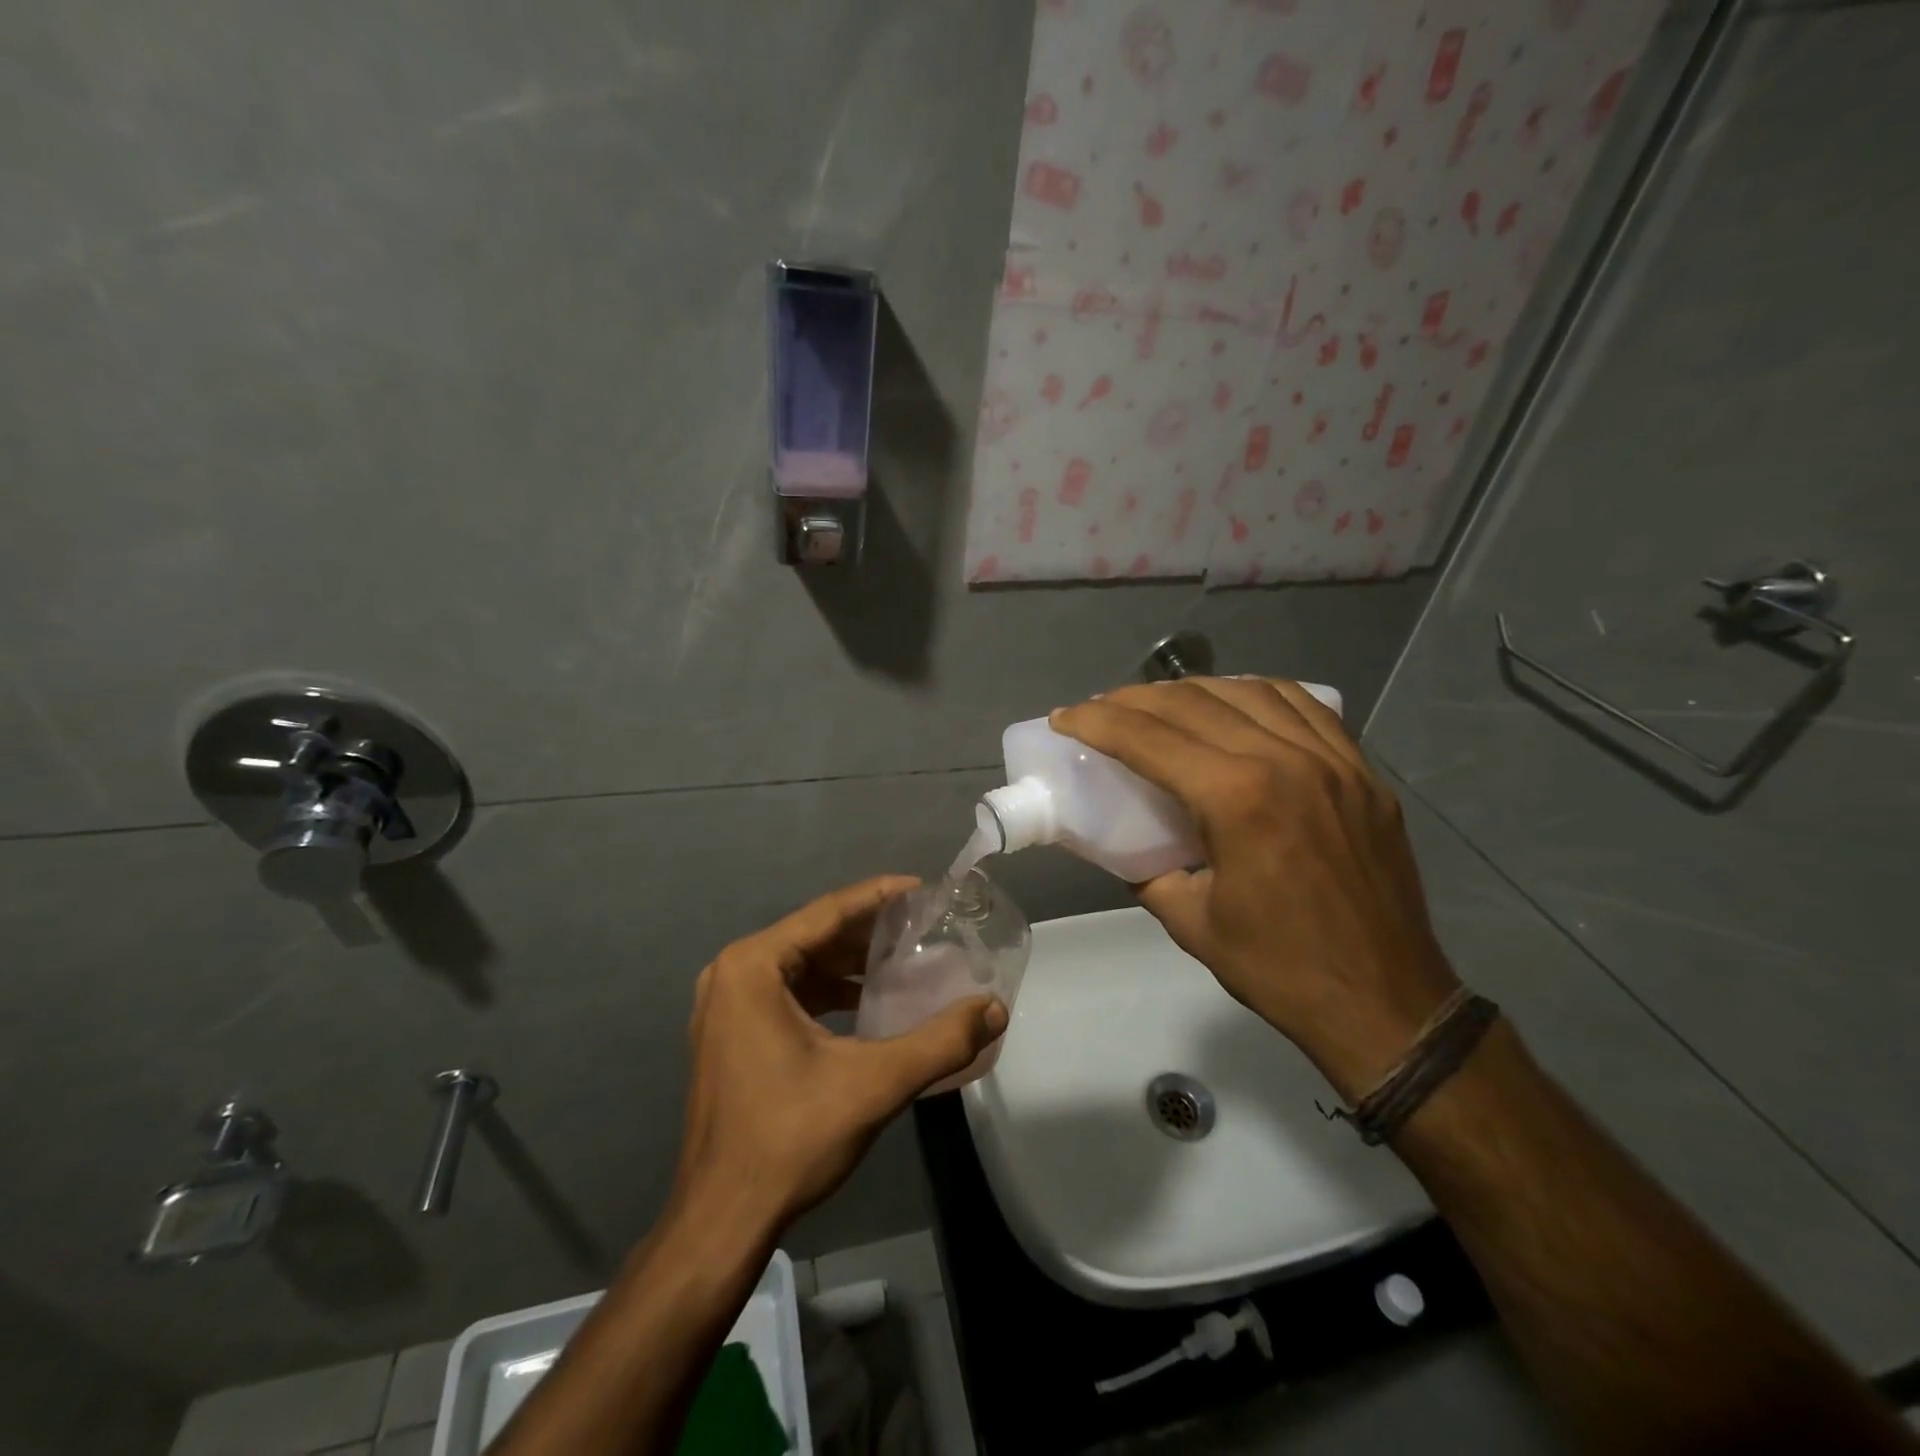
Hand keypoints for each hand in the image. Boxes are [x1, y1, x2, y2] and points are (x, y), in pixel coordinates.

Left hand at [672, 876, 1008, 1232]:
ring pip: (801, 964)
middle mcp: (732, 973)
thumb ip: (940, 1041)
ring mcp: (726, 1006)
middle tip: (923, 925)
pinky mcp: (731, 1034)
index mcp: (752, 966)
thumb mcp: (874, 1084)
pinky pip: (788, 992)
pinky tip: (867, 1003)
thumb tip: (995, 1009)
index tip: (924, 888)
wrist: (721, 1221)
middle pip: (813, 934)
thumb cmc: (790, 1139)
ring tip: (904, 959)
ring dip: (850, 961)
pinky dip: (829, 991)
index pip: (827, 911)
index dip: (879, 896)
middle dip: (869, 929)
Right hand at [1051, 678, 1458, 1099]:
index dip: (1097, 721)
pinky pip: (1304, 707)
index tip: (1065, 717)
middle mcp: (1286, 761)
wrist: (1385, 1002)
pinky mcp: (1362, 771)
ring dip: (1192, 690)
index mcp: (1237, 799)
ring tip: (1160, 704)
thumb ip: (1147, 869)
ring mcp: (1333, 760)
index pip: (1149, 738)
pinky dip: (1257, 695)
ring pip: (1249, 692)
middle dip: (1134, 699)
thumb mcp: (1189, 922)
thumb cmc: (1280, 969)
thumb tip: (1123, 842)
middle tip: (1101, 709)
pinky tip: (1235, 704)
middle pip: (1193, 702)